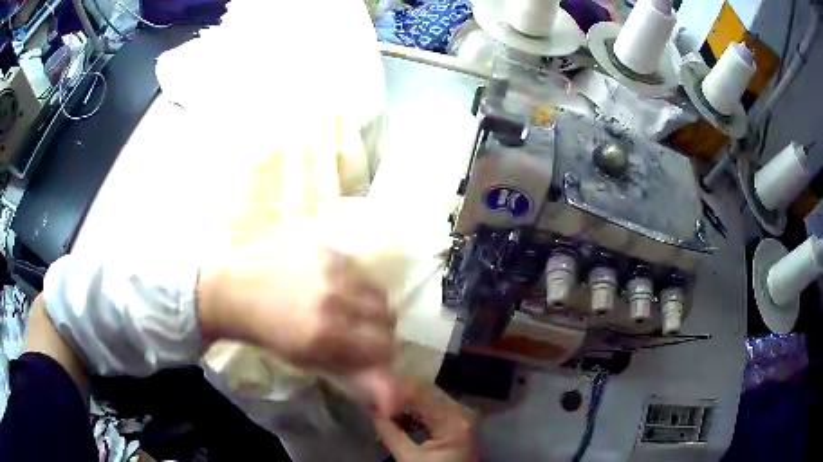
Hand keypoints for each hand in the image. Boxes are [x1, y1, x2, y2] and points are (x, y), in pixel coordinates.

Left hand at [197, 237, 395, 373]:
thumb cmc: (272, 335)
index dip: (385, 352)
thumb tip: (394, 400)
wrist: (238, 293)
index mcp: (326, 334)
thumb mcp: (310, 361)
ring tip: (352, 308)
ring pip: (378, 290)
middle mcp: (334, 299)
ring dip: (371, 304)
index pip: (385, 345)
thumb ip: (354, 375)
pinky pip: (361, 270)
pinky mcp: (327, 250)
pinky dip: (357, 283)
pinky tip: (336, 287)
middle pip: (387, 314)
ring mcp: (331, 270)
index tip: (375, 352)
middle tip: (363, 330)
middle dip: (380, 328)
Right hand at [374, 380, 474, 461]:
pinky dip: (415, 409)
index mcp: (453, 421)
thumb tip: (371, 409)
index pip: (420, 393)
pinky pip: (435, 406)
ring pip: (430, 396)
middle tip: (373, 389)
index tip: (372, 384)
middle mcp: (462, 411)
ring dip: (405, 398)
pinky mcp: (458, 421)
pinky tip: (397, 414)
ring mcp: (462, 415)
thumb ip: (390, 432)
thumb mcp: (409, 459)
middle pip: (427, 390)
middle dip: (398, 390)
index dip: (394, 387)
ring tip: (381, 401)